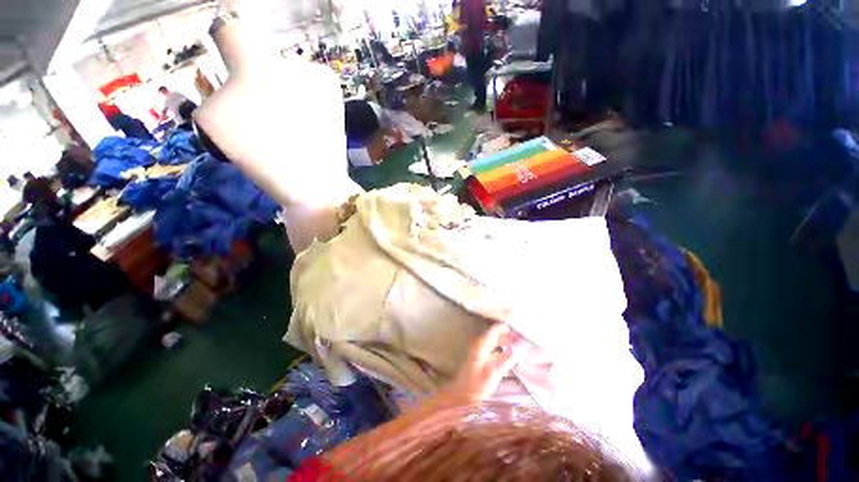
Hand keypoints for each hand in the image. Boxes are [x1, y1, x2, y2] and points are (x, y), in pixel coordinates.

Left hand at [444, 323, 520, 404]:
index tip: (519, 328)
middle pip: (495, 335)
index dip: (506, 327)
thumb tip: (519, 350)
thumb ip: (506, 361)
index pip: (494, 330)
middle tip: (523, 339)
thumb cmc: (475, 386)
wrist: (461, 396)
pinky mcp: (481, 361)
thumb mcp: (493, 374)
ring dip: (506, 344)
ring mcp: (480, 353)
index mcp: (481, 345)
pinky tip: (511, 359)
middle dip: (508, 336)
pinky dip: (502, 353)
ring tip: (520, 348)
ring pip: (495, 344)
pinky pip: (494, 352)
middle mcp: (480, 345)